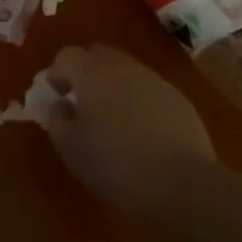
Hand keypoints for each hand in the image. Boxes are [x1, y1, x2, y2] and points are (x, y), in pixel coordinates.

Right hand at [42, 44, 215, 225]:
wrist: (185, 187)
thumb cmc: (117, 167)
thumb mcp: (71, 149)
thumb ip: (57, 119)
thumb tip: (61, 105)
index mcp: (92, 74)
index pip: (66, 56)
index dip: (57, 74)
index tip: (58, 97)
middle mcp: (123, 67)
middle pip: (97, 54)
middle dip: (85, 71)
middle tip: (82, 101)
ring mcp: (155, 81)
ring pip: (125, 69)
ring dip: (113, 84)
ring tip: (113, 117)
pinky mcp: (179, 100)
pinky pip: (149, 88)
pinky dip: (138, 99)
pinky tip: (142, 131)